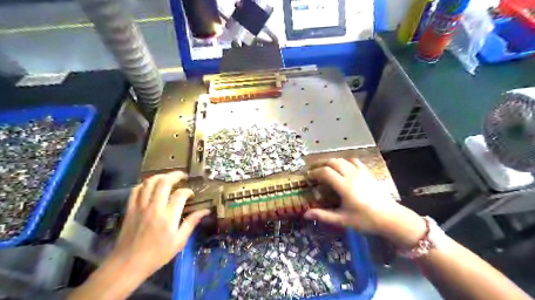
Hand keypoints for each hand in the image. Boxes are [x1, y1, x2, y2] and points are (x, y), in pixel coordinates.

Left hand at [107, 171, 210, 276]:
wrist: (128, 264)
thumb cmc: (157, 255)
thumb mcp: (179, 242)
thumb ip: (191, 223)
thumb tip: (205, 211)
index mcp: (168, 216)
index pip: (180, 194)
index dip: (188, 191)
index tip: (191, 195)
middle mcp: (154, 207)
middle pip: (164, 182)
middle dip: (175, 175)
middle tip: (182, 176)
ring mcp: (140, 206)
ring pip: (149, 183)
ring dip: (160, 176)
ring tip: (168, 177)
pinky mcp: (130, 208)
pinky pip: (136, 190)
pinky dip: (144, 184)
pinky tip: (151, 186)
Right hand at [306, 158, 426, 247]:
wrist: (390, 218)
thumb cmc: (366, 220)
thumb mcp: (343, 220)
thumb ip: (323, 215)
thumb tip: (306, 214)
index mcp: (344, 186)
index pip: (325, 172)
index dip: (314, 172)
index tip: (308, 176)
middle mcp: (352, 175)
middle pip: (333, 162)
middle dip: (320, 163)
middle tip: (312, 169)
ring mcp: (361, 172)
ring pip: (343, 160)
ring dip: (331, 161)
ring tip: (324, 167)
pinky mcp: (368, 173)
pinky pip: (354, 161)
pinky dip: (345, 161)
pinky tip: (343, 166)